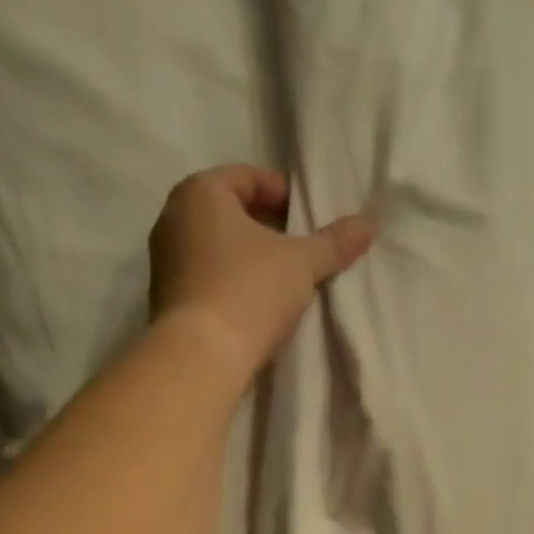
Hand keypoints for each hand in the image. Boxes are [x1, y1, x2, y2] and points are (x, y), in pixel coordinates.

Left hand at [148, 164, 374, 380]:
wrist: (201, 356)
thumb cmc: (250, 292)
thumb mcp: (301, 264)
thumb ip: (334, 242)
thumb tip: (369, 223)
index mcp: (200, 193)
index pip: (246, 177)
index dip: (281, 193)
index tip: (306, 219)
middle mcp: (173, 218)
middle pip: (228, 212)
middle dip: (264, 227)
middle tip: (297, 249)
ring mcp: (164, 262)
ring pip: (215, 247)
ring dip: (246, 258)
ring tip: (279, 280)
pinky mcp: (167, 300)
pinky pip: (205, 278)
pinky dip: (229, 283)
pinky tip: (254, 306)